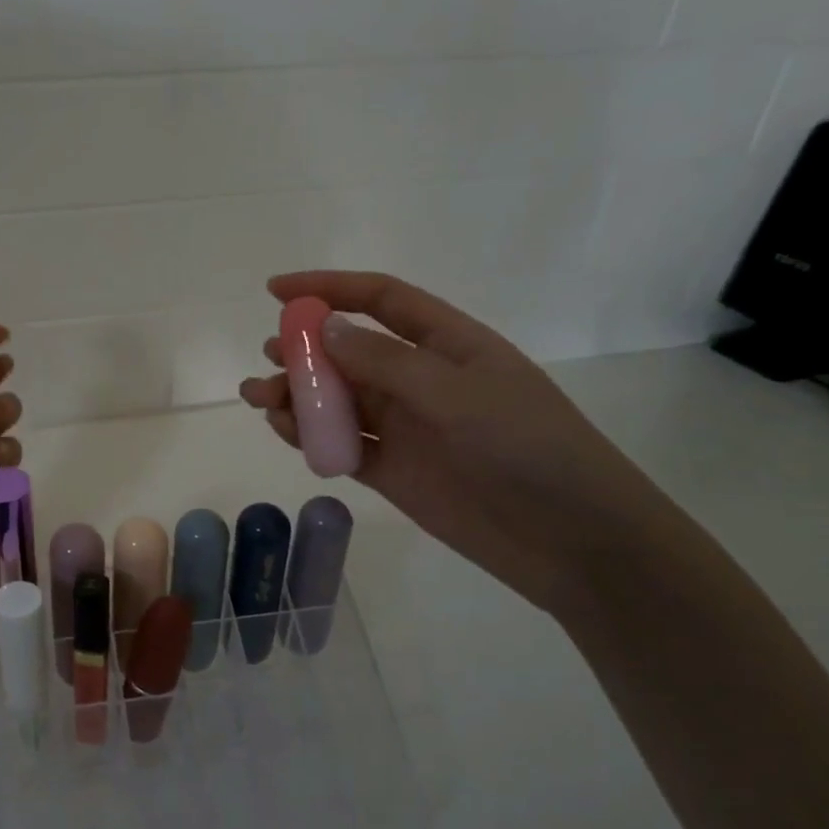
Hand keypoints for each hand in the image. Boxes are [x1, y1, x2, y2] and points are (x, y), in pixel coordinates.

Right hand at [240, 271, 685, 615]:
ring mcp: (405, 428)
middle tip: (269, 357)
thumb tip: (325, 329)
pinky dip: (310, 436)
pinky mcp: (392, 471)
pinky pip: (341, 445)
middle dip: (304, 349)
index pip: (380, 300)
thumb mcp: (457, 393)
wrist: (569, 539)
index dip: (328, 289)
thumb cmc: (527, 447)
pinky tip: (284, 429)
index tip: (276, 291)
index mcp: (447, 344)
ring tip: (259, 397)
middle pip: (349, 352)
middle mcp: (420, 380)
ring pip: (338, 400)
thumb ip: (386, 362)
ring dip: (298, 395)